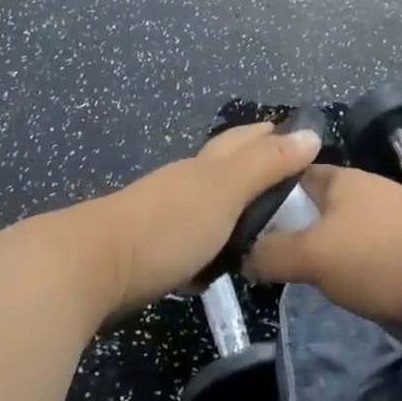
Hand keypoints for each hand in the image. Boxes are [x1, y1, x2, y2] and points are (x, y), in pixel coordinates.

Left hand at [90, 123, 322, 311]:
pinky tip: (217, 263)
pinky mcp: (150, 250)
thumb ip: (267, 165)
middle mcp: (185, 183)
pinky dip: (210, 242)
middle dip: (252, 162)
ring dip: (232, 206)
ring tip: (260, 222)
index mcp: (206, 166)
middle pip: (223, 165)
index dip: (269, 135)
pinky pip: (191, 240)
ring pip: (207, 203)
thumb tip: (310, 133)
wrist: (91, 267)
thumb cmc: (169, 224)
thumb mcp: (226, 191)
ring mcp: (163, 215)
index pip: (243, 140)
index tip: (297, 137)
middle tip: (286, 176)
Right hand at [244, 165, 401, 334]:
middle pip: (318, 206)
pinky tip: (343, 292)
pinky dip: (354, 271)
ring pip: (343, 234)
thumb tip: (245, 254)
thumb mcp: (314, 254)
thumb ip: (274, 253)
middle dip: (294, 230)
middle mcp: (365, 192)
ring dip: (325, 255)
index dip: (266, 194)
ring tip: (299, 280)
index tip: (242, 223)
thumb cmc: (381, 255)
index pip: (293, 176)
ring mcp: (390, 220)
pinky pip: (369, 257)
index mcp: (340, 181)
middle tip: (265, 261)